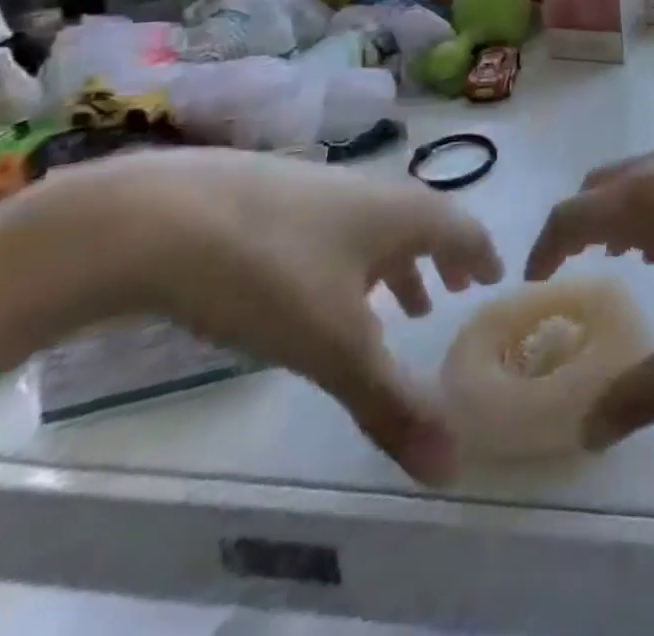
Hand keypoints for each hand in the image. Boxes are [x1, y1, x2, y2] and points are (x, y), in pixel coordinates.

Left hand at [33, 150, 501, 483]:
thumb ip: (391, 403)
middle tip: (452, 290)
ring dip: (397, 262)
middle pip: (423, 222)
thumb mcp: (334, 346)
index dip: (482, 253)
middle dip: (441, 259)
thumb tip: (451, 466)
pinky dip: (352, 257)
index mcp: (403, 213)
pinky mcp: (274, 195)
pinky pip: (336, 226)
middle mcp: (373, 191)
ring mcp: (321, 187)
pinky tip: (319, 286)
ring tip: (398, 304)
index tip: (494, 276)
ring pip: (376, 226)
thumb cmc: (271, 272)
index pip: (463, 228)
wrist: (160, 215)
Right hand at [524, 142, 653, 446]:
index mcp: (648, 199)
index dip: (546, 245)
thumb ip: (645, 391)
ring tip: (635, 255)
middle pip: (606, 182)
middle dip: (585, 220)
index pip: (572, 213)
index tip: (537, 278)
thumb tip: (590, 434)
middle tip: (581, 263)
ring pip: (649, 172)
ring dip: (629, 207)